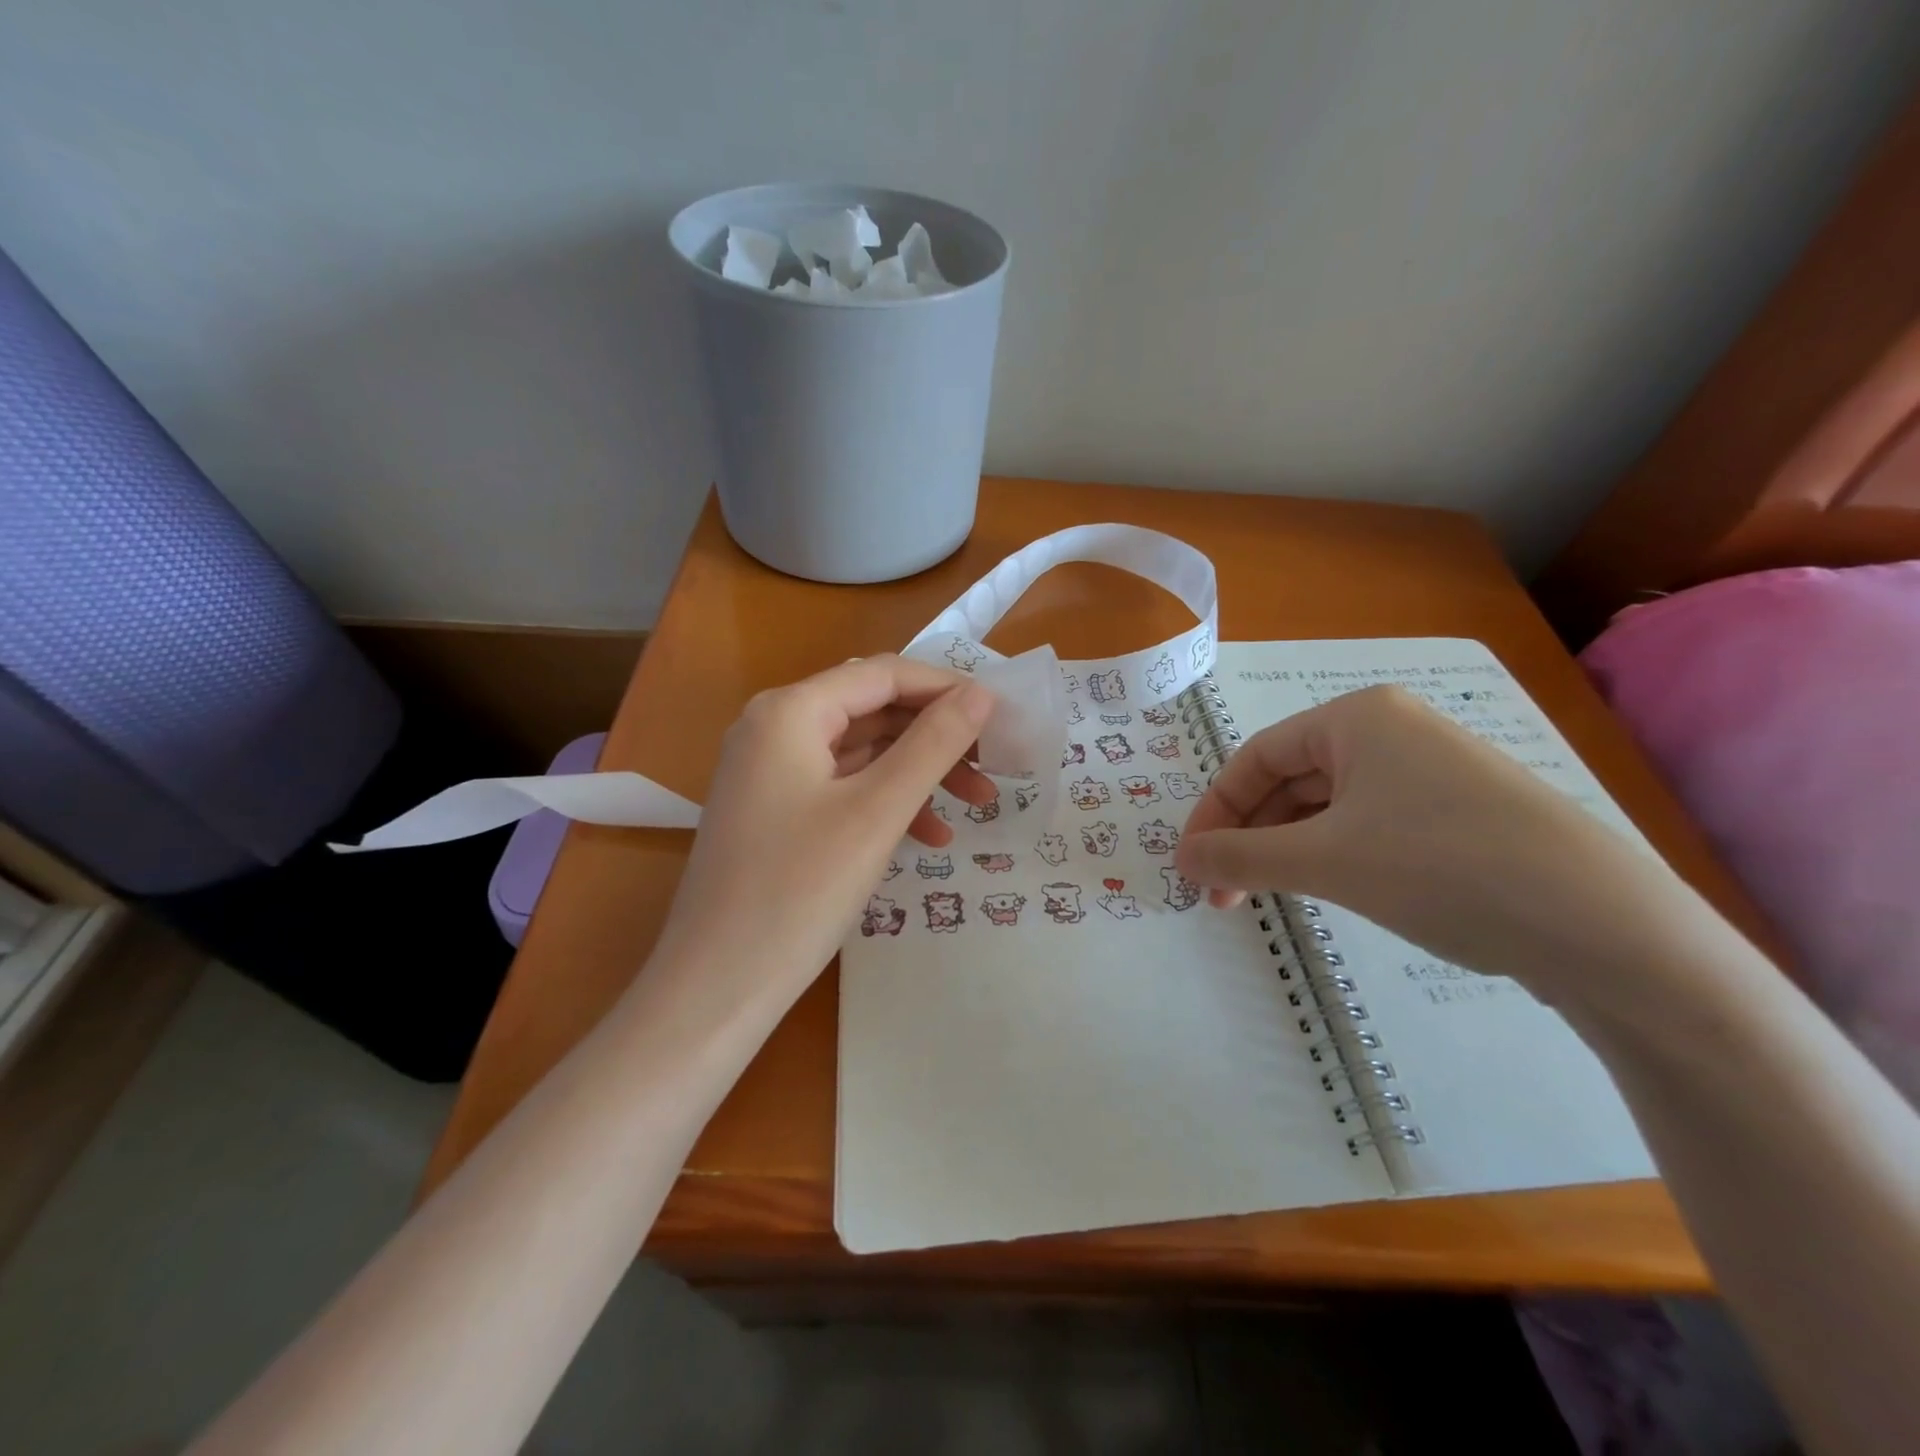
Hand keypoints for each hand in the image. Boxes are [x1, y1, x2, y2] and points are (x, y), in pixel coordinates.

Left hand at [651, 656, 996, 1011]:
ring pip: (863, 751)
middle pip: (874, 709)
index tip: (1002, 717)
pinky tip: (930, 837)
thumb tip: (981, 693)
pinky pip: (843, 787)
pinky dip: (888, 802)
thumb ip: (933, 744)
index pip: (884, 674)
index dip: (947, 688)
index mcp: (789, 711)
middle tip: (993, 764)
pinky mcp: (774, 809)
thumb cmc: (799, 891)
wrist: (716, 986)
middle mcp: (773, 726)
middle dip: (937, 735)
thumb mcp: (877, 811)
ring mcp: (770, 770)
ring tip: (977, 803)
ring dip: (920, 772)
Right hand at [1174, 686, 1708, 1006]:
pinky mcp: (1461, 814)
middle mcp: (1393, 730)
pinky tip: (1331, 890)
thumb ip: (1240, 856)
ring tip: (1267, 897)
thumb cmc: (1441, 868)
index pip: (1255, 757)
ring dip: (1287, 850)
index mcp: (1357, 718)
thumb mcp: (1324, 861)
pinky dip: (1334, 855)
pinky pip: (1371, 824)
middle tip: (1222, 893)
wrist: (1604, 927)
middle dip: (1250, 836)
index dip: (1214, 810)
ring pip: (1330, 805)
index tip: (1190, 863)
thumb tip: (1182, 858)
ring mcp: (1433, 771)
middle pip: (1291, 780)